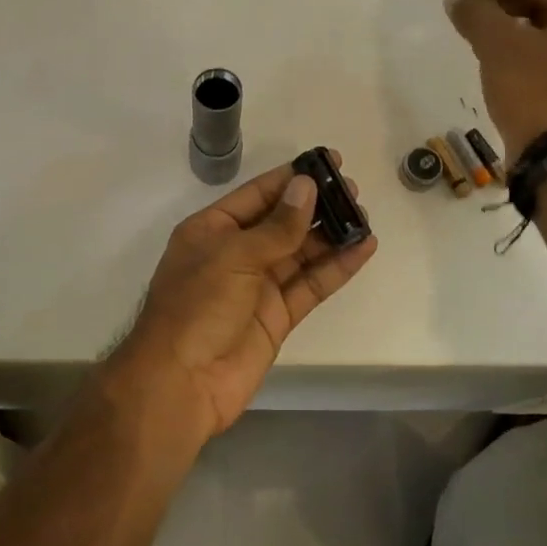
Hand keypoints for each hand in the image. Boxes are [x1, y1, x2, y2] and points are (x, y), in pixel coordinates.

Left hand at [107, 155, 376, 440]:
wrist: (182, 383)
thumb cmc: (197, 307)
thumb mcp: (234, 255)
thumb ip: (277, 226)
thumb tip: (306, 187)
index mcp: (213, 230)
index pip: (258, 194)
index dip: (293, 178)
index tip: (329, 162)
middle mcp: (236, 253)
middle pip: (283, 222)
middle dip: (317, 206)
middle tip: (354, 190)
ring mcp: (257, 286)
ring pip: (301, 253)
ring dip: (331, 235)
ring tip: (364, 216)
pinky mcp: (277, 316)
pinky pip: (310, 285)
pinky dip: (336, 268)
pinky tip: (363, 249)